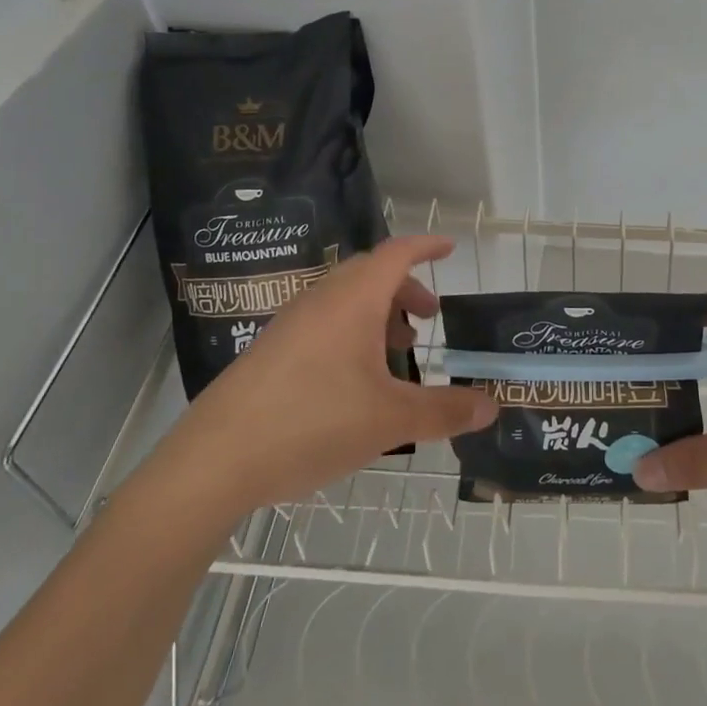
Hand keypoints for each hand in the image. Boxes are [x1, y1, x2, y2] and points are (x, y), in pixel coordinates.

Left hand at [178, 236, 496, 509]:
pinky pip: (324, 321)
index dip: (426, 246)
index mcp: (353, 301)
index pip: (396, 254)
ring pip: (345, 299)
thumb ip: (444, 411)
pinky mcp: (272, 349)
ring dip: (378, 312)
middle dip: (405, 287)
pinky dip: (352, 331)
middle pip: (371, 274)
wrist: (215, 459)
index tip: (449, 248)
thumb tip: (490, 408)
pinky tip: (355, 378)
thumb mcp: (390, 420)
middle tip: (429, 316)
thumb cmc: (312, 423)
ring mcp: (291, 323)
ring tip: (397, 347)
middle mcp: (322, 300)